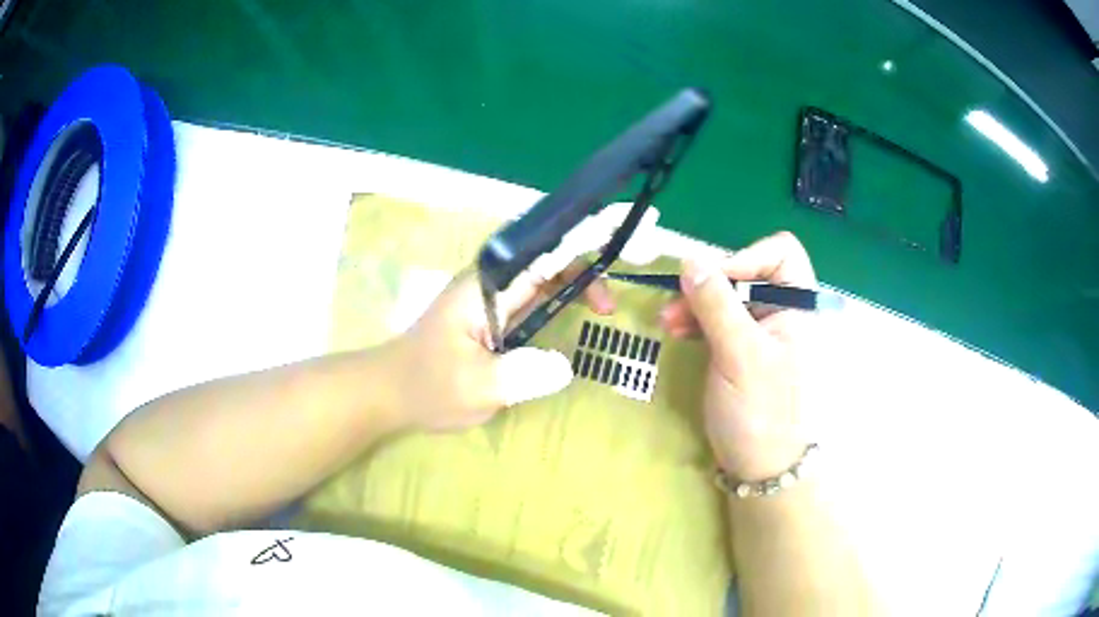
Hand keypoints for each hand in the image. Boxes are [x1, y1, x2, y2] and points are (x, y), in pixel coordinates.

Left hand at [391, 264, 613, 431]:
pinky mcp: (492, 315)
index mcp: (487, 287)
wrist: (390, 392)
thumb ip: (519, 376)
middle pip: (546, 260)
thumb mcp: (474, 388)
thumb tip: (566, 366)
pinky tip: (578, 314)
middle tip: (611, 306)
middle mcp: (491, 283)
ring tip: (604, 309)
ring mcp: (491, 298)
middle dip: (584, 270)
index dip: (580, 245)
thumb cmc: (427, 387)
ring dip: (576, 285)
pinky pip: (533, 299)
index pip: (540, 254)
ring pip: (542, 278)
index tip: (614, 248)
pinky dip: (560, 301)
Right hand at [659, 232, 815, 480]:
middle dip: (710, 283)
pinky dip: (698, 321)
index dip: (747, 257)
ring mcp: (762, 330)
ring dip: (697, 303)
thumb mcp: (739, 355)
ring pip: (728, 295)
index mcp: (799, 306)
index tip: (715, 282)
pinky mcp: (742, 348)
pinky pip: (719, 319)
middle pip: (747, 271)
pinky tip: (678, 331)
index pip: (780, 252)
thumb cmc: (762, 412)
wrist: (762, 468)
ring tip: (668, 322)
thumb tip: (690, 258)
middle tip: (675, 303)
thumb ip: (716, 304)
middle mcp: (784, 311)